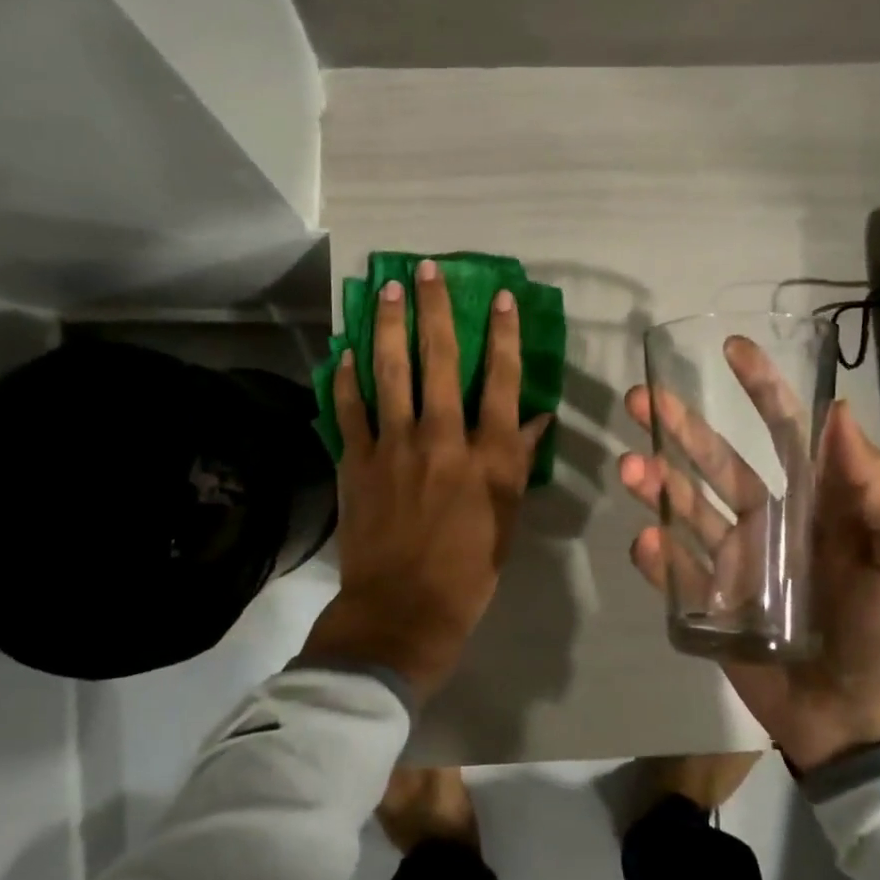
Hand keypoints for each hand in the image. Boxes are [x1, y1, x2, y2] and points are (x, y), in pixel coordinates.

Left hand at [304, 260, 550, 702]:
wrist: (403, 609)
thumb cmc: (468, 570)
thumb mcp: (507, 518)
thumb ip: (517, 461)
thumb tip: (534, 417)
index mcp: (487, 456)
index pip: (501, 381)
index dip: (504, 335)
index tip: (502, 297)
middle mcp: (442, 438)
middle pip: (440, 360)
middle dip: (436, 310)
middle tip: (427, 270)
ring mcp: (394, 446)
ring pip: (390, 371)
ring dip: (389, 326)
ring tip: (387, 289)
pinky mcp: (356, 460)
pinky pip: (349, 408)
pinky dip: (346, 377)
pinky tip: (345, 350)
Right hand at [620, 360, 879, 768]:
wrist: (867, 727)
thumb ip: (876, 484)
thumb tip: (836, 410)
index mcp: (819, 504)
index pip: (784, 433)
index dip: (760, 389)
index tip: (730, 349)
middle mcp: (770, 524)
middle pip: (718, 463)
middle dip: (681, 428)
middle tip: (641, 399)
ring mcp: (735, 564)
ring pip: (687, 510)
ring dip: (657, 483)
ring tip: (631, 466)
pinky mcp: (710, 605)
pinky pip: (675, 572)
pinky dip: (657, 554)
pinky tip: (645, 537)